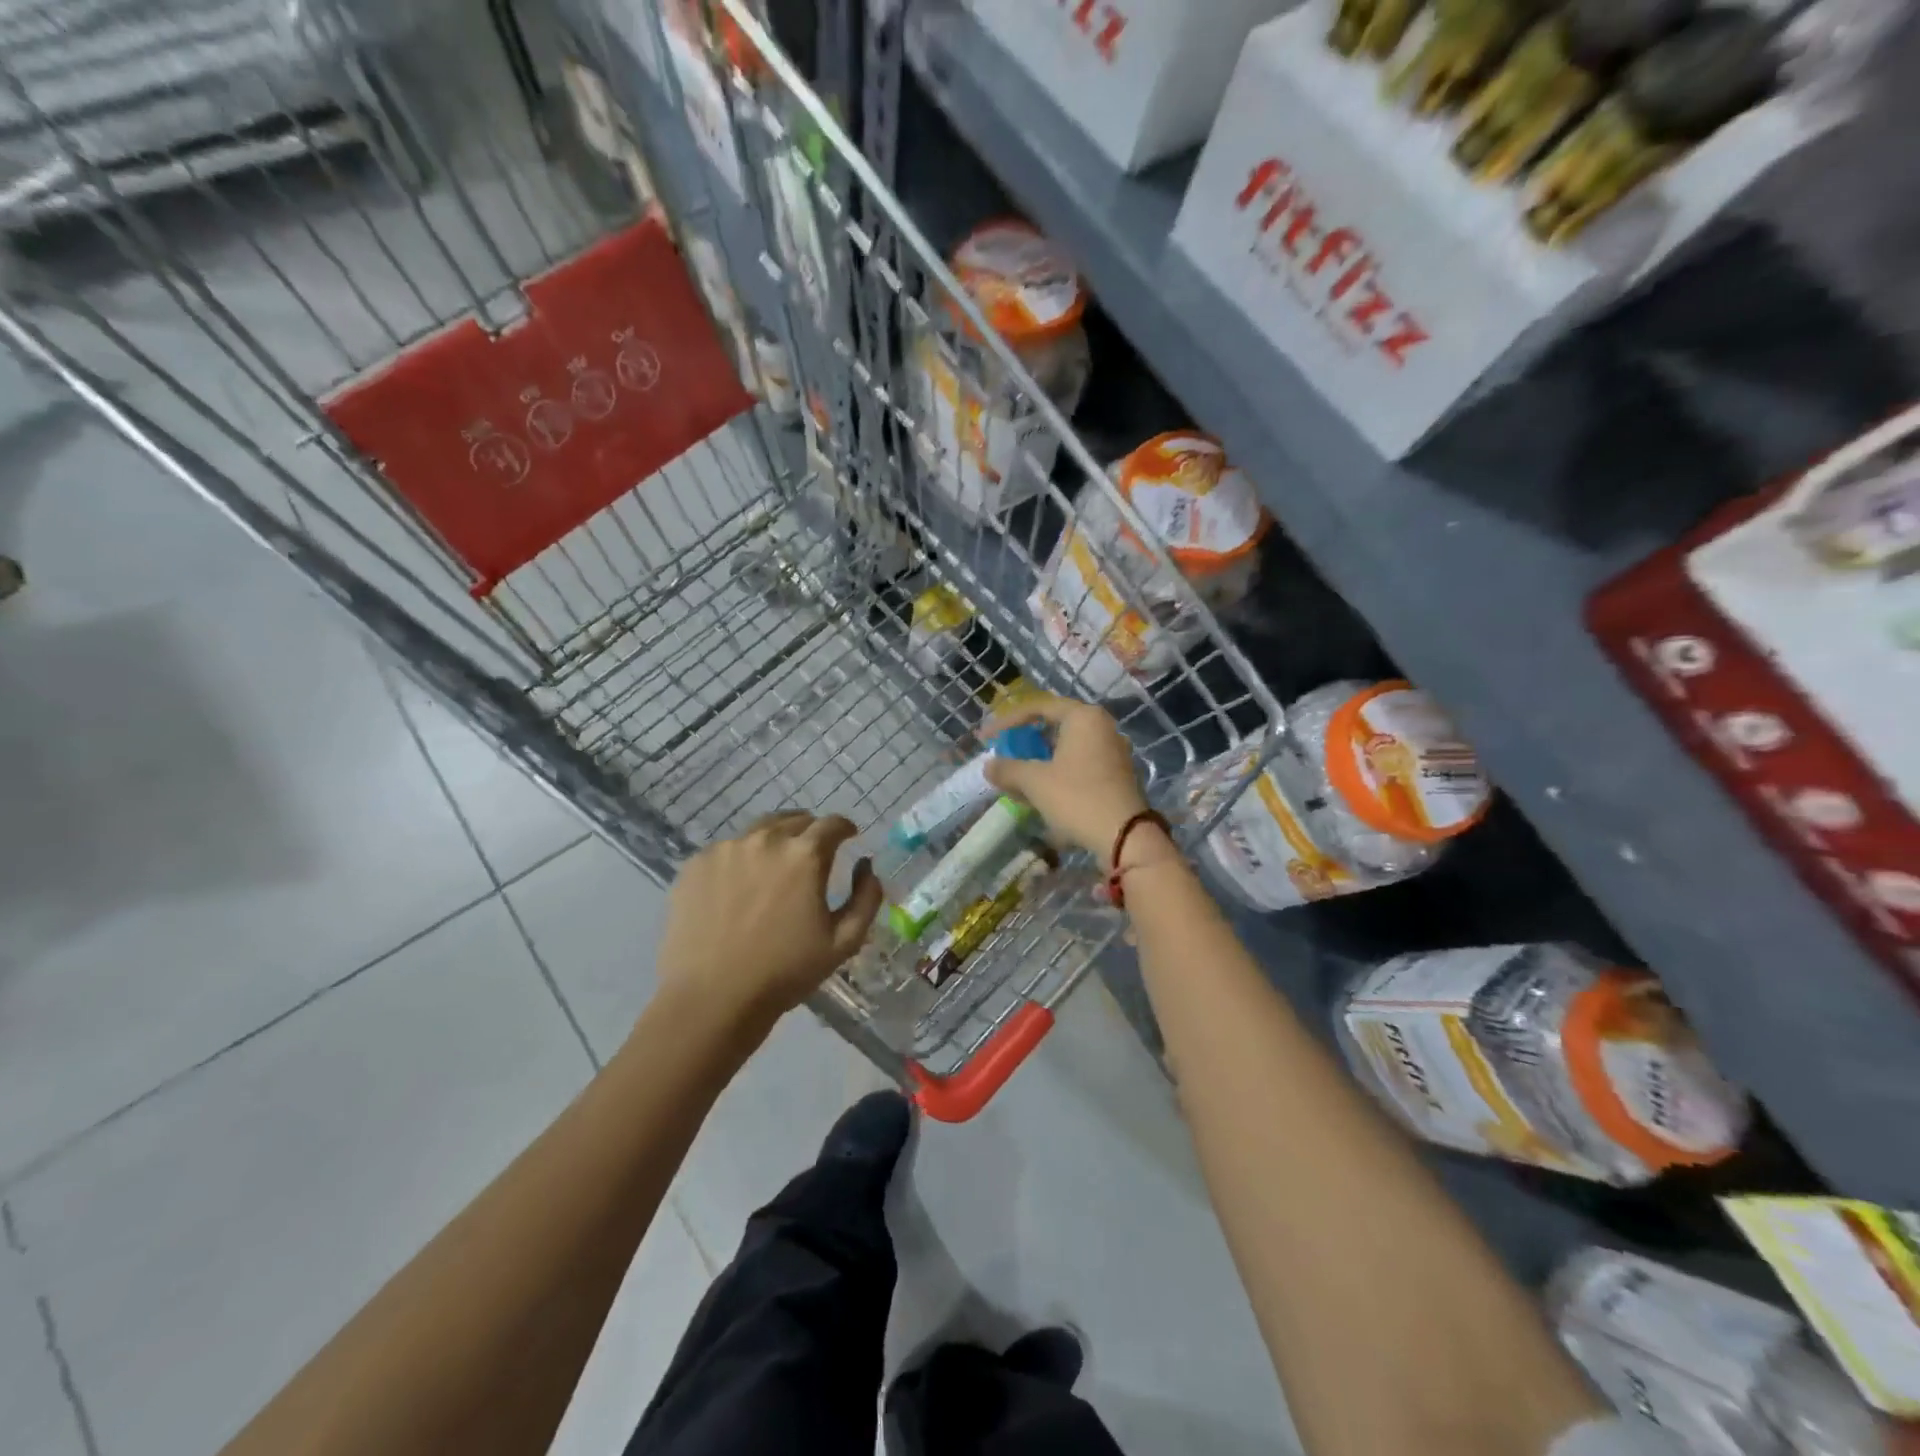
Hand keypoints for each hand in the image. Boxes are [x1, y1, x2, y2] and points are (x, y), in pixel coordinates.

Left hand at [656, 812, 884, 1030]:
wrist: (713, 998)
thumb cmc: (786, 971)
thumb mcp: (845, 941)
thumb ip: (866, 897)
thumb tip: (866, 865)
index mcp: (805, 855)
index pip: (832, 823)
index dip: (845, 828)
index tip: (849, 837)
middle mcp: (765, 840)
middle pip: (795, 820)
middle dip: (811, 832)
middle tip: (813, 854)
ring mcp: (725, 850)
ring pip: (759, 831)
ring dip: (775, 841)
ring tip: (775, 868)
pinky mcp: (696, 865)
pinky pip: (727, 851)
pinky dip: (741, 859)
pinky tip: (740, 887)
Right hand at [982, 695, 1151, 866]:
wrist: (1124, 837)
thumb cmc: (1077, 798)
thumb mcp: (1034, 782)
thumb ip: (1008, 769)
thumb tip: (989, 766)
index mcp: (1083, 717)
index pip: (1038, 708)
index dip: (1007, 721)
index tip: (985, 738)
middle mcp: (1102, 727)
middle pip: (1054, 727)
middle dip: (1024, 743)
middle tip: (1003, 755)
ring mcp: (1113, 751)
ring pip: (1067, 749)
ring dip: (1039, 762)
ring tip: (1017, 779)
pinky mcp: (1116, 775)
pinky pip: (1079, 765)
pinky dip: (1057, 773)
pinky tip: (1041, 794)